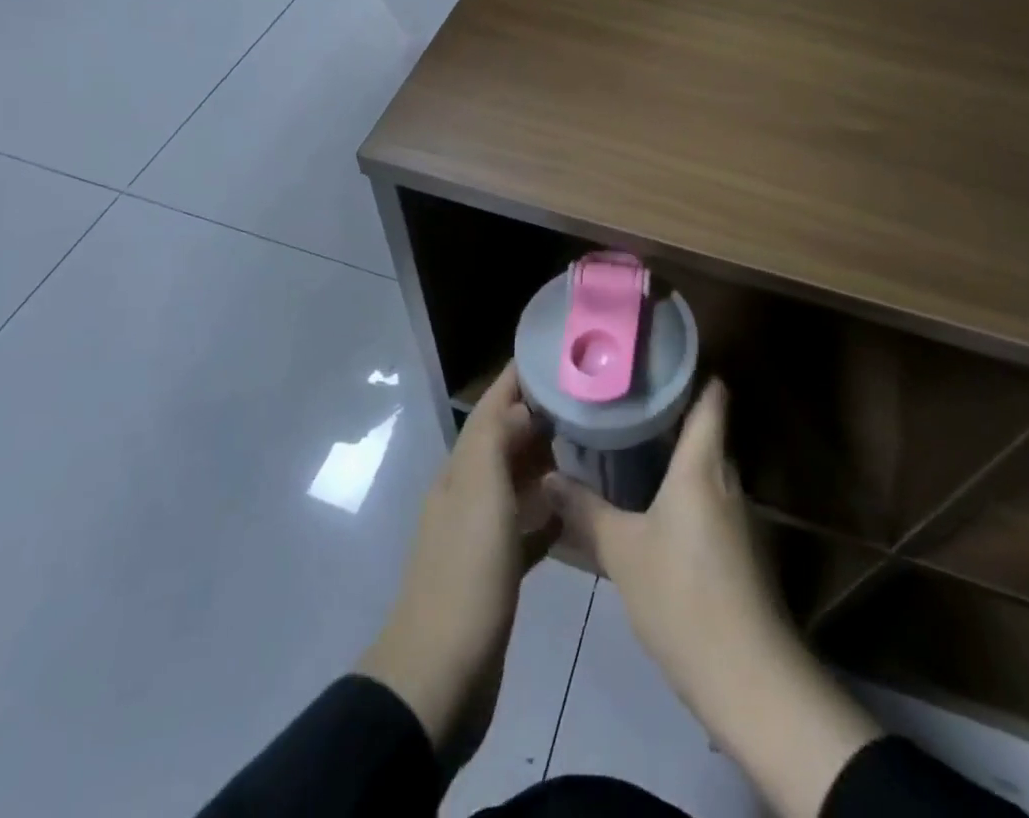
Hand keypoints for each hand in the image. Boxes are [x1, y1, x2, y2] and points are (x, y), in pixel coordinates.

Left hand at [358, 365, 555, 767]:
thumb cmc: (466, 575)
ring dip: (544, 461)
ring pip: (515, 482)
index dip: (516, 378)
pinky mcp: (494, 572)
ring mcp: (479, 534)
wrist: (440, 676)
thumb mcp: (480, 494)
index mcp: (460, 471)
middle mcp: (467, 493)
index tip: (554, 353)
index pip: (490, 408)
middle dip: (537, 415)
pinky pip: (525, 528)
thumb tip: (521, 406)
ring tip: (588, 445)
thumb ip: (495, 441)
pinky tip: (574, 514)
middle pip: (503, 440)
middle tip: (585, 398)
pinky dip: (546, 514)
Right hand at [544, 381, 880, 817]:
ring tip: (632, 452)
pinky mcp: (743, 553)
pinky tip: (654, 510)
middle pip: (706, 433)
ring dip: (677, 461)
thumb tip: (549, 475)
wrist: (750, 679)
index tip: (660, 359)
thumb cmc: (682, 596)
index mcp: (703, 465)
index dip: (693, 373)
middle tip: (626, 406)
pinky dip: (685, 496)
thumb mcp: (623, 552)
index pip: (711, 399)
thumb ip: (586, 511)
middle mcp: (728, 480)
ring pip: (707, 471)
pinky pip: (710, 505)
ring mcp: (740, 518)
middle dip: (671, 418)